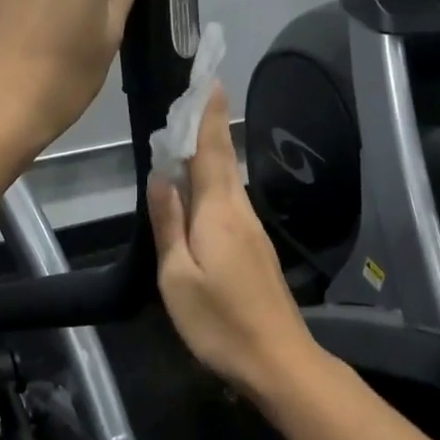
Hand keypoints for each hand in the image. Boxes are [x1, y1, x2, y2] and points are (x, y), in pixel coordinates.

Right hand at [148, 86, 322, 400]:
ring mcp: (252, 231)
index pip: (211, 150)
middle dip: (208, 126)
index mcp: (219, 212)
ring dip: (209, 153)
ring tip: (184, 136)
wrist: (278, 361)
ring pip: (227, 181)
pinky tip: (198, 190)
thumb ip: (168, 224)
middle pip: (222, 160)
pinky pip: (230, 202)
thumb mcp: (177, 276)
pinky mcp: (256, 249)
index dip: (208, 115)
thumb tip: (161, 176)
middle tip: (191, 97)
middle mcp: (240, 211)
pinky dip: (213, 183)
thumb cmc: (220, 322)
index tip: (208, 78)